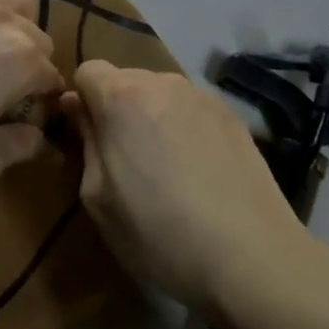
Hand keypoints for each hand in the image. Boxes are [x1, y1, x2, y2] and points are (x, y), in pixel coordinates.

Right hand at [62, 62, 303, 315]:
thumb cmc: (158, 233)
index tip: (85, 137)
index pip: (87, 70)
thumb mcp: (98, 197)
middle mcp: (163, 83)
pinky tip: (197, 172)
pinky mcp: (233, 117)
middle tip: (123, 159)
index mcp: (122, 98)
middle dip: (116, 108)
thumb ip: (85, 141)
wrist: (251, 258)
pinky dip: (183, 128)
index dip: (81, 100)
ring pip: (160, 94)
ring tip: (164, 168)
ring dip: (151, 117)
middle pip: (125, 80)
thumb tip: (77, 106)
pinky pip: (191, 110)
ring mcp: (203, 97)